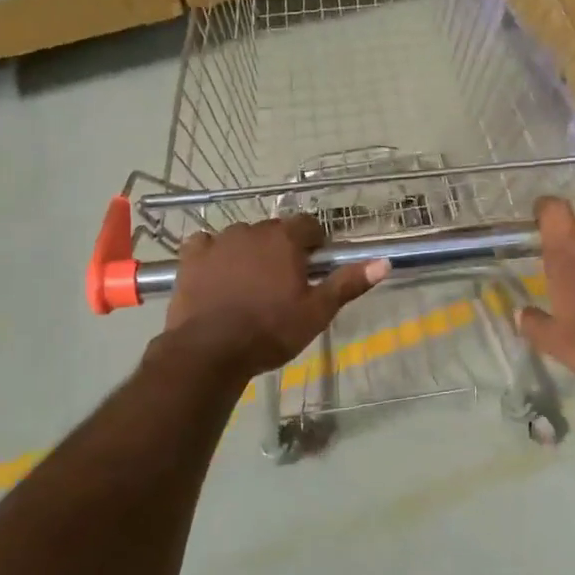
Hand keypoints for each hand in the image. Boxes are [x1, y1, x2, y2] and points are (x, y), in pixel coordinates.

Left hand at [164, 216, 388, 377]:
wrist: (210, 350)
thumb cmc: (270, 331)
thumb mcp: (317, 312)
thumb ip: (348, 284)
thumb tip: (384, 262)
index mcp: (284, 240)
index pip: (307, 224)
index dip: (314, 242)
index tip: (315, 264)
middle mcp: (251, 231)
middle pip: (274, 230)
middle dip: (282, 248)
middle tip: (284, 280)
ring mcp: (218, 242)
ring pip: (241, 237)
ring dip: (249, 251)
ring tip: (250, 282)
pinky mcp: (191, 258)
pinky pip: (206, 245)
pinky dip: (214, 255)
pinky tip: (216, 274)